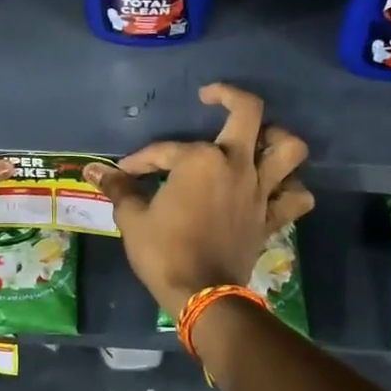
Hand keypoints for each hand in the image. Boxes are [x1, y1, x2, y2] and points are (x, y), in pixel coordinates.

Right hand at [84, 84, 313, 319]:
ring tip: (258, 138)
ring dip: (277, 137)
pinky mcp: (271, 217)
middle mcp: (236, 165)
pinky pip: (296, 198)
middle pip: (249, 112)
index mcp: (200, 160)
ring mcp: (260, 190)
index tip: (124, 173)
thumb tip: (94, 170)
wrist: (201, 294)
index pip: (165, 150)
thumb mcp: (133, 218)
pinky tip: (276, 188)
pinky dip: (291, 189)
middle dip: (229, 96)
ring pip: (289, 149)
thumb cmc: (163, 252)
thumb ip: (119, 188)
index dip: (141, 160)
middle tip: (210, 97)